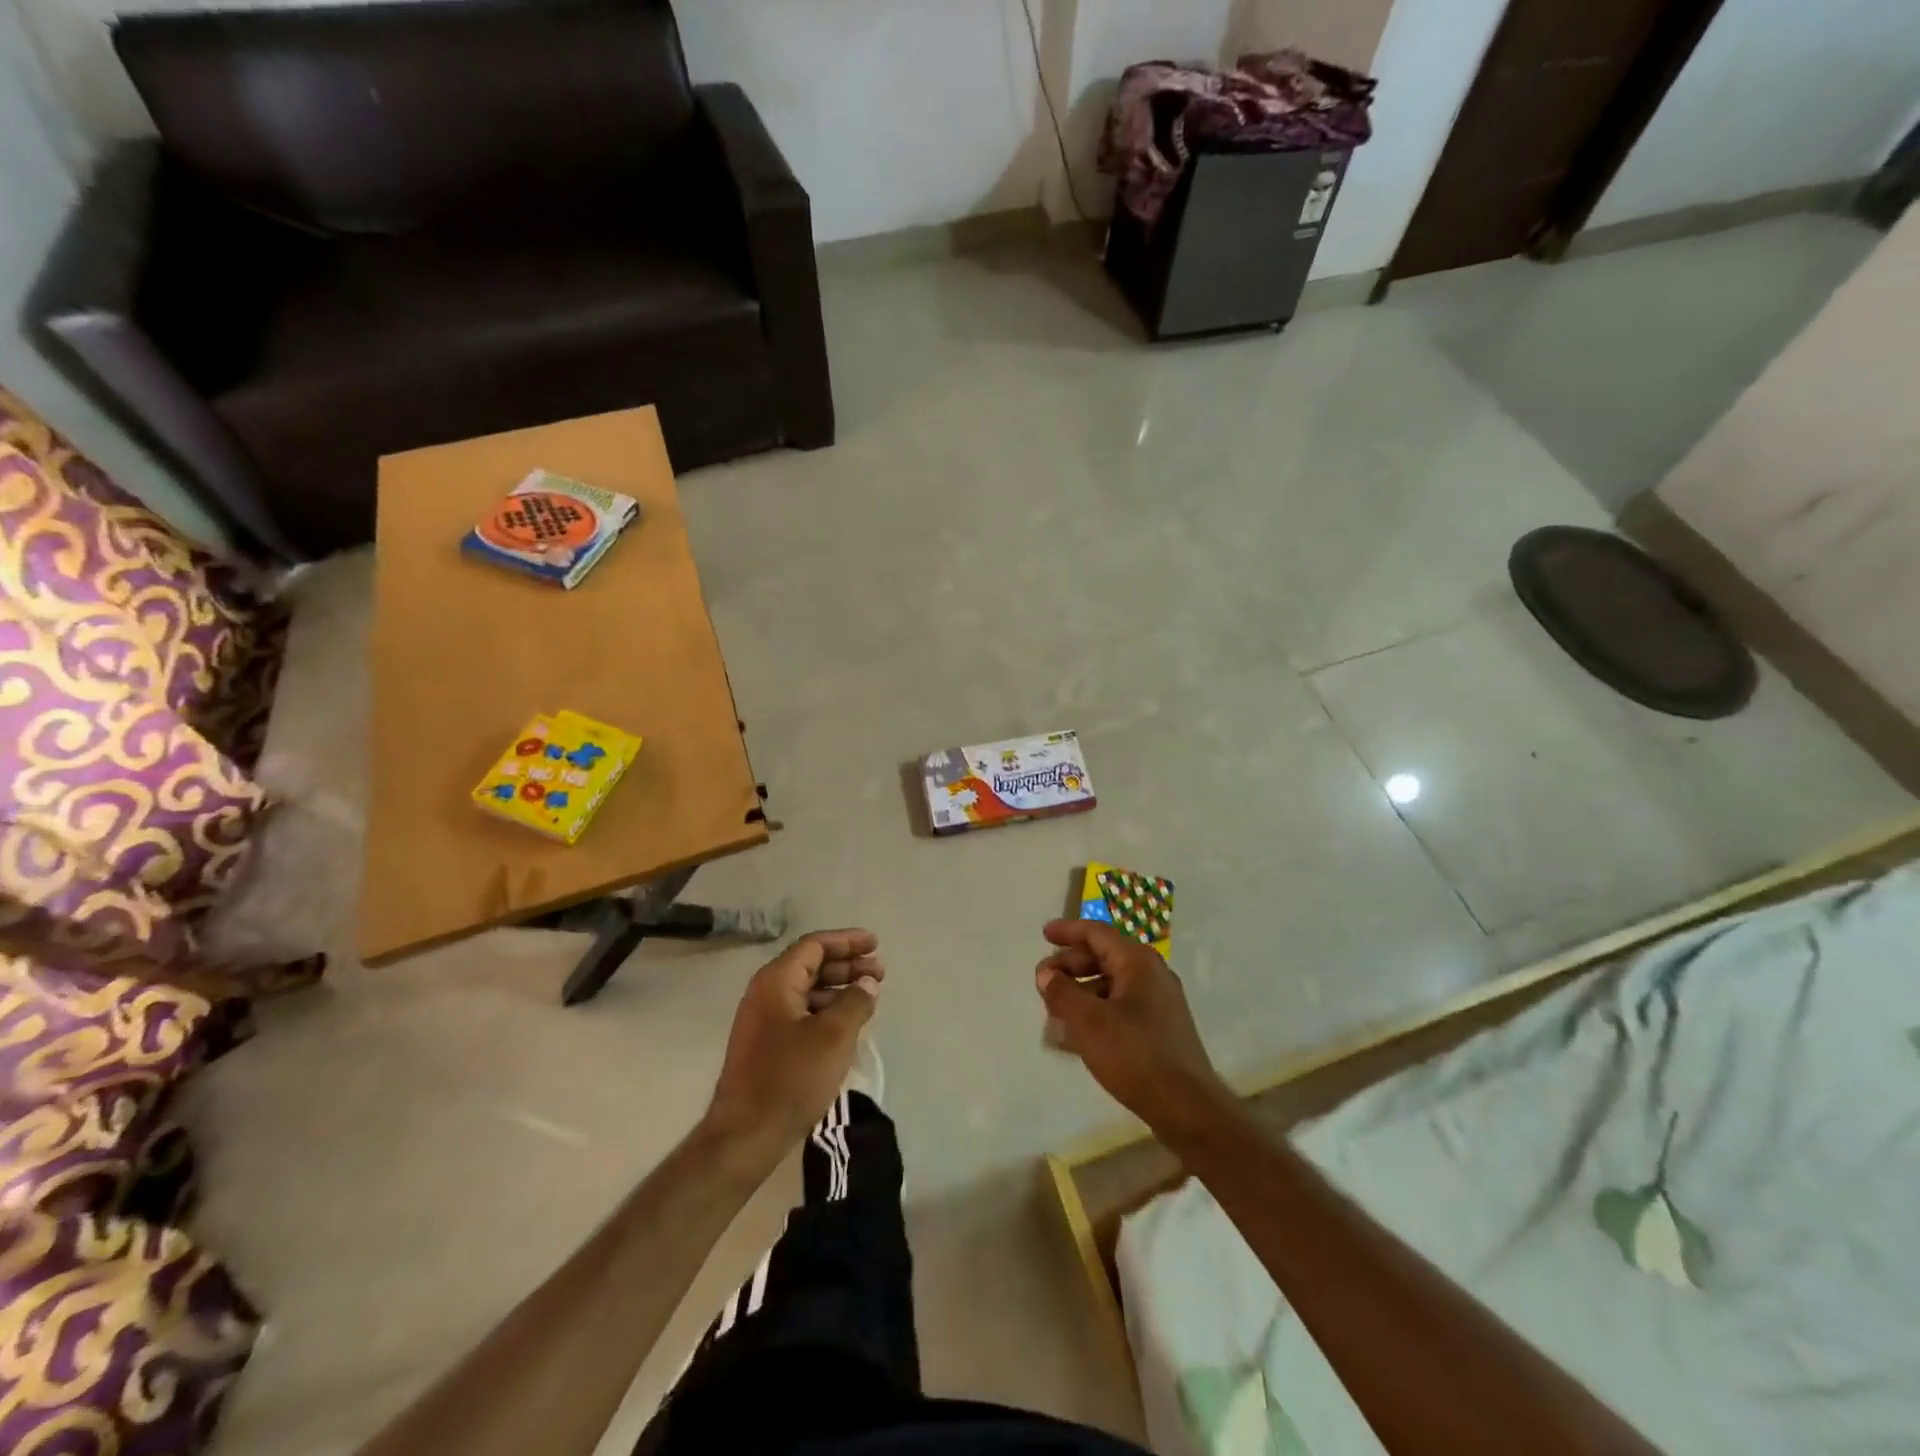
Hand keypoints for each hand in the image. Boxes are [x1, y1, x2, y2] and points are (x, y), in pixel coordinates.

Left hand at [704, 929, 883, 1159]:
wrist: (745, 1136)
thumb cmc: (791, 1078)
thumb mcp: (834, 1036)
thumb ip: (855, 1001)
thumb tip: (867, 983)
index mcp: (776, 981)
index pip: (814, 945)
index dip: (847, 941)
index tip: (875, 944)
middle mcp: (766, 992)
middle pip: (811, 965)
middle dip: (847, 964)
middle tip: (880, 972)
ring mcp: (763, 1020)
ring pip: (807, 989)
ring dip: (839, 987)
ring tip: (869, 996)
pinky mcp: (766, 1044)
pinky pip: (802, 1012)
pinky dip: (827, 1009)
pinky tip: (848, 1022)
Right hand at [1035, 919, 1230, 1133]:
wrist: (1186, 1106)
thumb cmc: (1134, 1054)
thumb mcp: (1088, 1021)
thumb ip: (1062, 992)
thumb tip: (1046, 973)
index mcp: (1138, 962)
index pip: (1097, 933)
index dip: (1068, 931)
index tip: (1044, 934)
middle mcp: (1152, 974)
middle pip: (1104, 956)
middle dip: (1071, 965)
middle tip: (1044, 979)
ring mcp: (1160, 1002)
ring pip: (1112, 984)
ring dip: (1082, 990)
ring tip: (1055, 1010)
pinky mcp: (1161, 1028)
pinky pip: (1122, 1006)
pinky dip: (1097, 1009)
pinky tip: (1078, 1033)